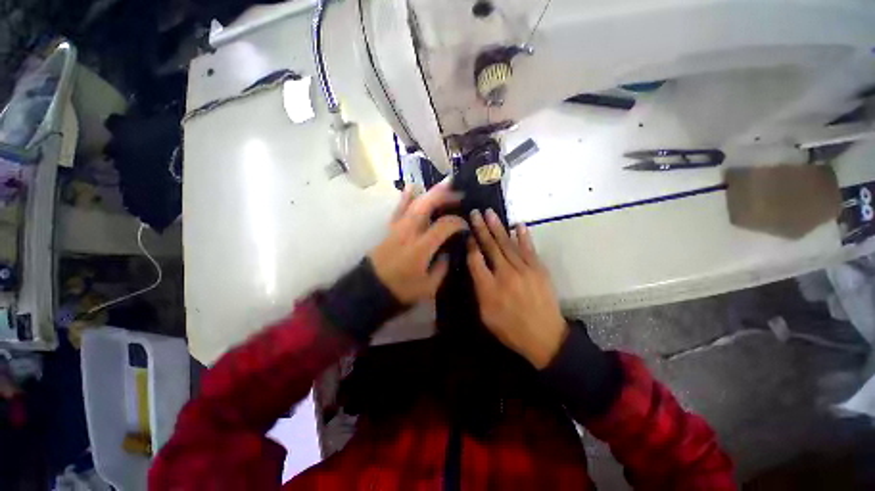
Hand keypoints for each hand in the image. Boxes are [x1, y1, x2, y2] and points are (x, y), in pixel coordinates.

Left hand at [369, 180, 467, 303]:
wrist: (371, 289)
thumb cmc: (401, 290)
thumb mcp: (429, 287)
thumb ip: (442, 268)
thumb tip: (448, 252)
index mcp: (421, 247)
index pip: (444, 226)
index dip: (458, 223)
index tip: (465, 226)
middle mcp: (409, 232)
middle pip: (427, 205)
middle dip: (445, 196)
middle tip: (459, 193)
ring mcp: (398, 228)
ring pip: (414, 203)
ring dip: (430, 193)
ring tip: (444, 185)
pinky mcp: (390, 229)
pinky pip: (398, 209)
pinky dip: (405, 197)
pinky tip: (412, 186)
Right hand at [466, 209, 567, 368]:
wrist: (545, 337)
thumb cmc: (510, 328)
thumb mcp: (486, 315)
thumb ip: (479, 290)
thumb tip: (475, 268)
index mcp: (489, 288)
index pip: (476, 260)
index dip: (471, 245)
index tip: (467, 233)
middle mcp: (505, 274)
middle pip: (491, 247)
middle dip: (481, 229)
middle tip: (475, 213)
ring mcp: (524, 270)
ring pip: (507, 244)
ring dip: (498, 227)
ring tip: (490, 213)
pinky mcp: (539, 269)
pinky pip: (529, 249)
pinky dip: (523, 236)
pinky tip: (518, 224)